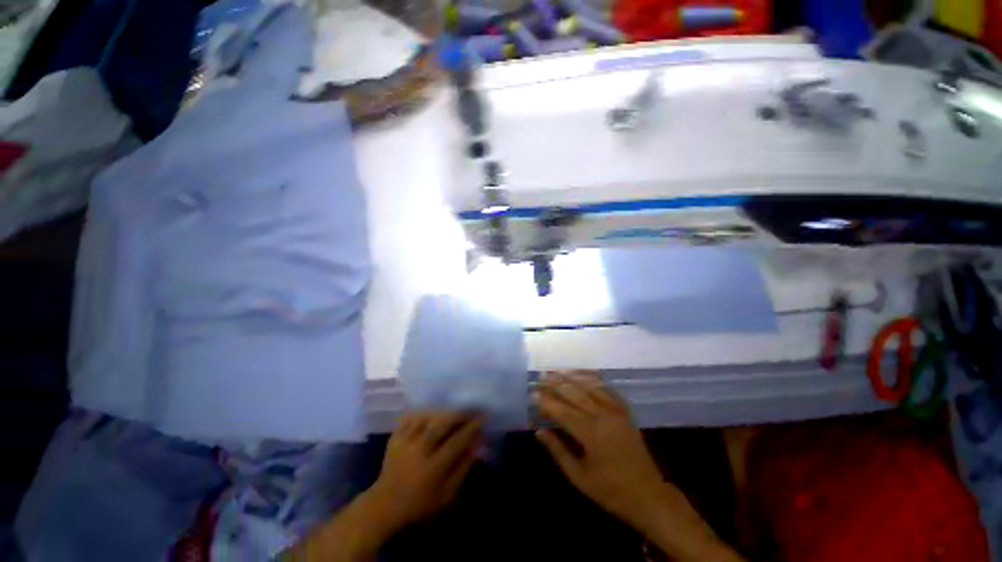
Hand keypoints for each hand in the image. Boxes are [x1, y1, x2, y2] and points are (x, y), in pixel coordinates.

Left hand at [369, 411, 482, 531]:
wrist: (384, 505)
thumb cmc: (419, 504)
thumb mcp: (445, 496)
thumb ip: (462, 471)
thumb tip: (475, 448)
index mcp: (433, 468)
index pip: (456, 442)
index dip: (471, 429)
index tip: (482, 419)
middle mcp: (419, 451)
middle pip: (441, 425)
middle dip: (458, 414)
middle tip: (470, 408)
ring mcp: (405, 443)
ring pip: (427, 418)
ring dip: (442, 411)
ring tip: (453, 408)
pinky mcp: (395, 438)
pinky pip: (410, 418)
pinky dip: (422, 412)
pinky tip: (431, 411)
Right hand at [533, 371, 666, 526]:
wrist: (648, 494)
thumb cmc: (610, 490)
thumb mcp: (579, 476)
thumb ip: (558, 450)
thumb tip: (538, 431)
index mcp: (592, 435)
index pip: (564, 412)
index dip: (547, 402)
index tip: (533, 394)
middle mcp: (604, 417)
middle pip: (575, 395)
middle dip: (556, 384)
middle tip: (542, 376)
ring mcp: (616, 411)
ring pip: (590, 387)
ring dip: (572, 378)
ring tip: (557, 371)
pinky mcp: (625, 411)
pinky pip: (607, 389)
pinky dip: (593, 379)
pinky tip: (583, 373)